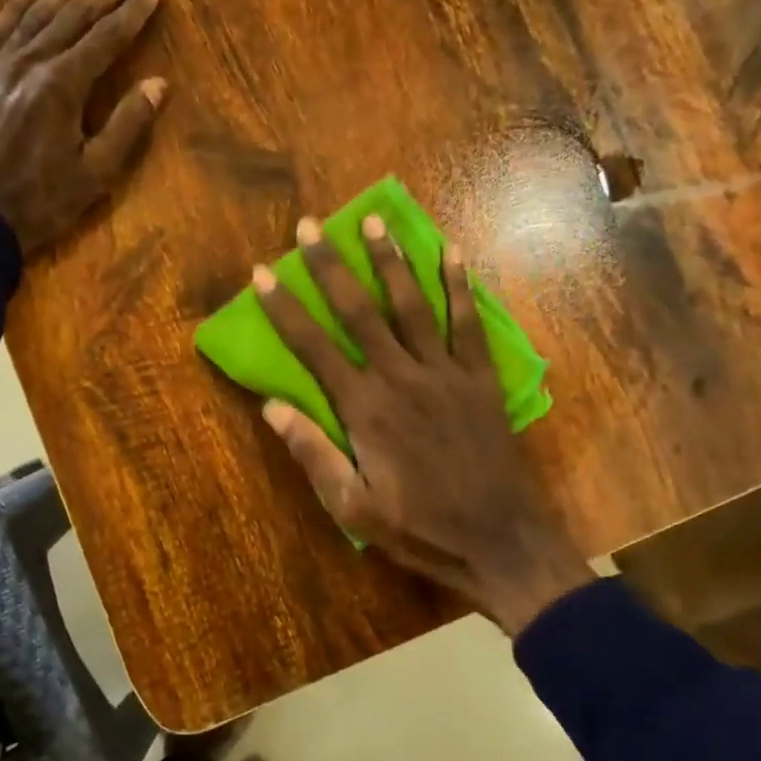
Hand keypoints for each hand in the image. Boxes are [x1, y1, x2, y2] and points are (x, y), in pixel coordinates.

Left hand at [0, 0, 166, 254]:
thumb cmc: (37, 205)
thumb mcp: (93, 176)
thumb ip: (125, 127)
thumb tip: (157, 84)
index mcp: (61, 87)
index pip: (105, 39)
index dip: (132, 12)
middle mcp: (27, 64)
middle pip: (72, 16)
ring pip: (35, 15)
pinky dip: (16, 5)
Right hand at [254, 216, 591, 633]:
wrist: (499, 540)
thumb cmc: (418, 528)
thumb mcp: (352, 506)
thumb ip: (313, 453)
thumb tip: (271, 406)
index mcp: (365, 409)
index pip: (313, 348)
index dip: (284, 309)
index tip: (261, 273)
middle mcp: (401, 377)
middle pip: (359, 311)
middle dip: (331, 266)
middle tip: (310, 226)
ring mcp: (446, 373)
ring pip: (412, 304)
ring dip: (390, 260)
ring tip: (374, 219)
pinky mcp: (481, 379)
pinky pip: (469, 323)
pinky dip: (460, 286)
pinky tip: (452, 252)